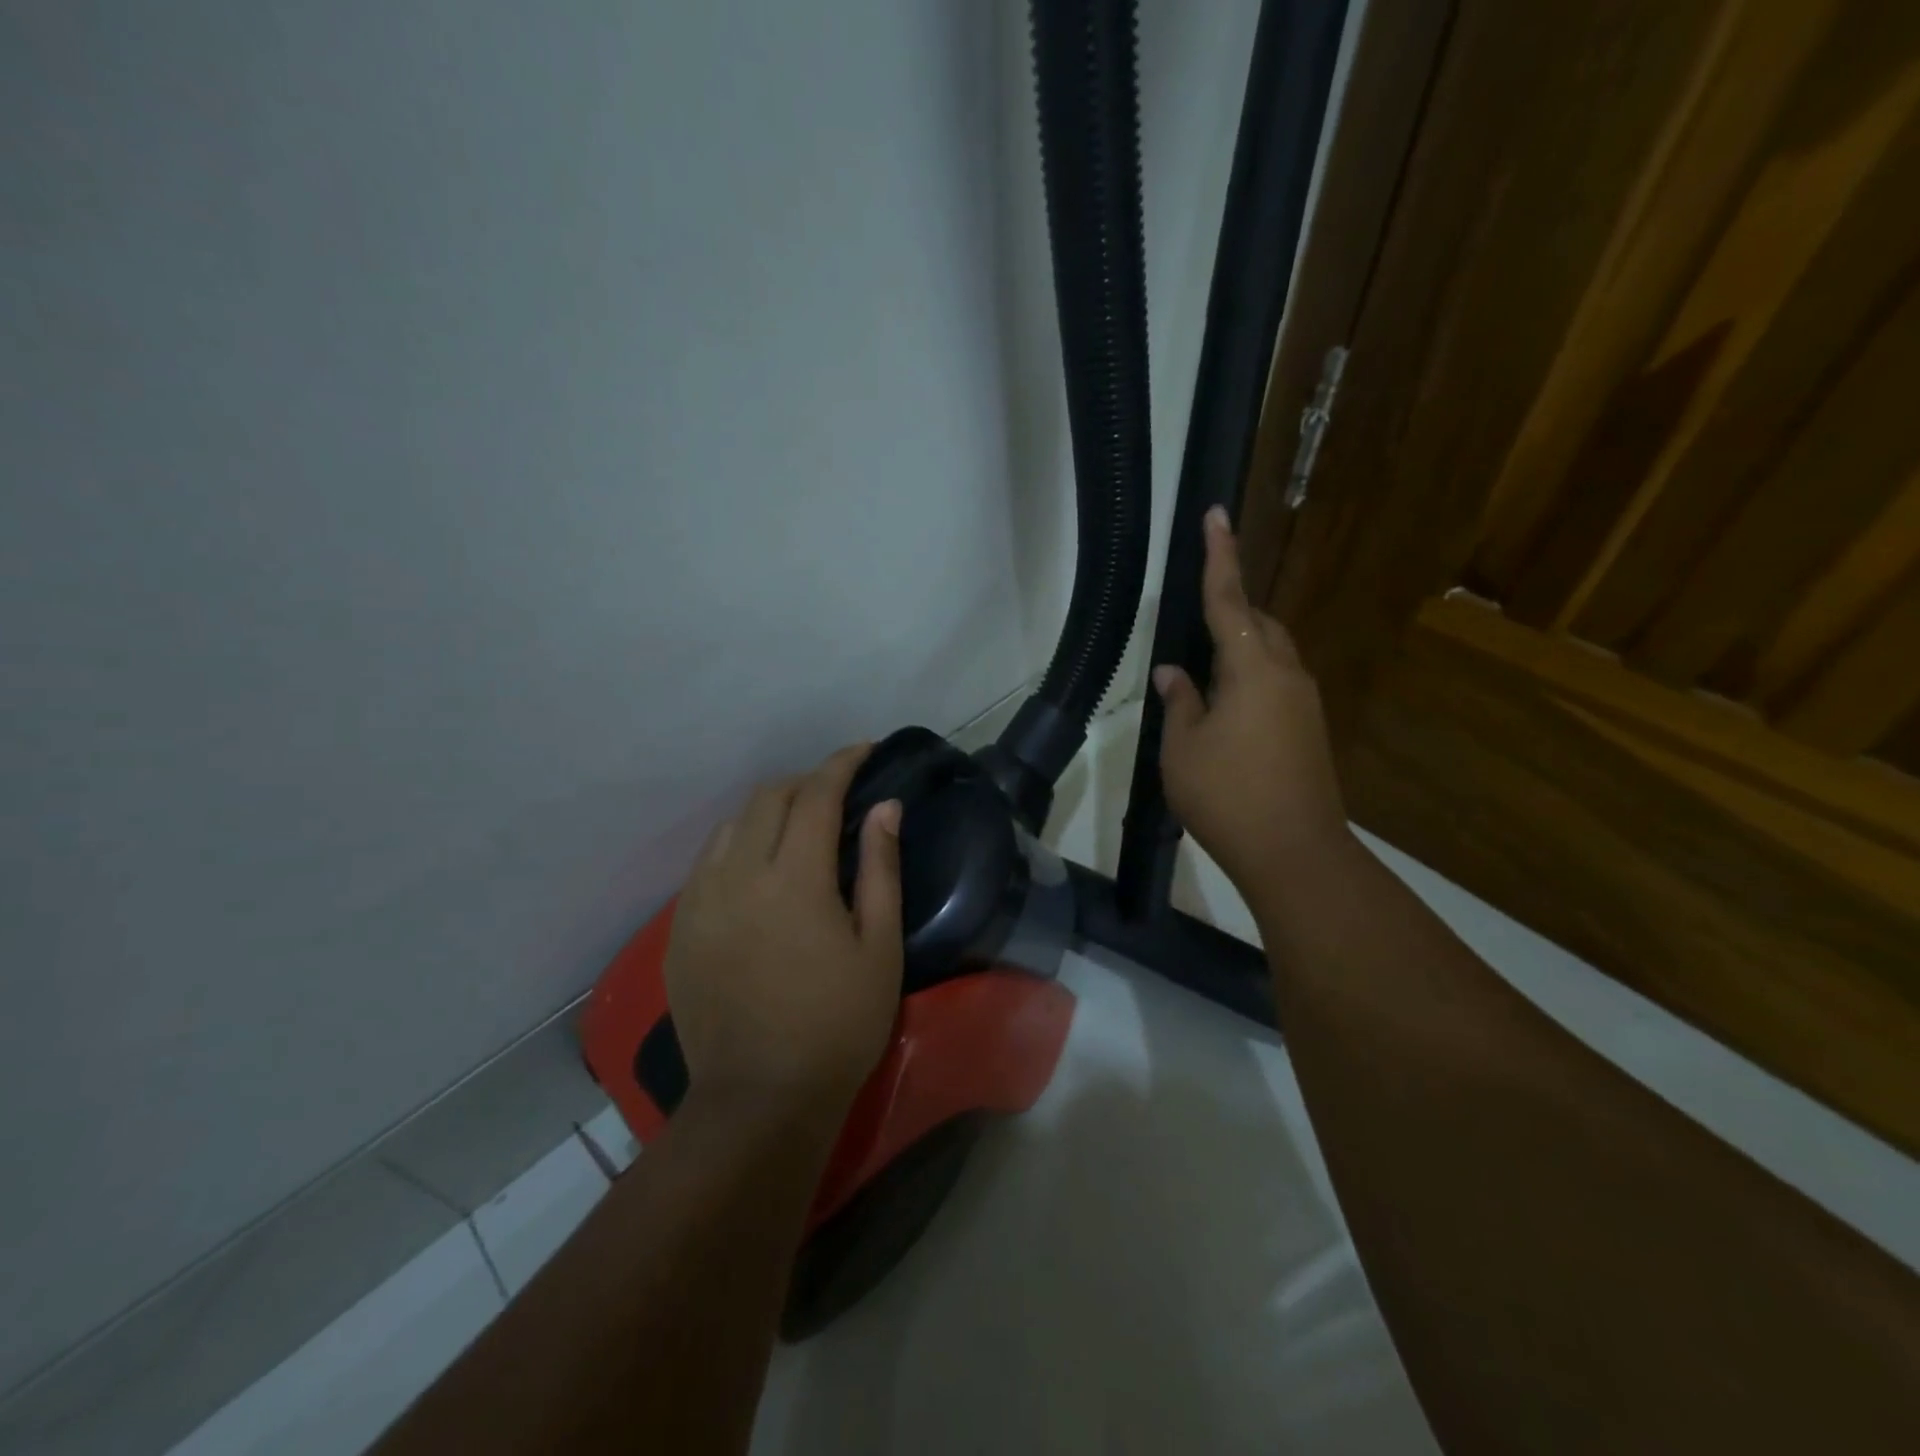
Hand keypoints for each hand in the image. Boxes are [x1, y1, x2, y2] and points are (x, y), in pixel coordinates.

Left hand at [665, 744, 903, 1115]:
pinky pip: (708, 862)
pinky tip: (759, 869)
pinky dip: (738, 845)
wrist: (759, 1099)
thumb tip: (885, 807)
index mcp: (793, 878)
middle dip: (805, 782)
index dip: (842, 763)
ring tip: (798, 827)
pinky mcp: (679, 928)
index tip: (864, 750)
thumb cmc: (838, 1025)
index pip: (816, 794)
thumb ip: (880, 867)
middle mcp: (738, 875)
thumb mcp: (879, 947)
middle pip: (768, 798)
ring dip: (768, 811)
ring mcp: (699, 901)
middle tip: (837, 793)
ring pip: (731, 825)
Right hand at [1152, 506, 1351, 890]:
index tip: (1215, 515)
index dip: (1219, 557)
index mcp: (1253, 669)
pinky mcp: (1309, 730)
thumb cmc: (1227, 795)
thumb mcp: (1182, 747)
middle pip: (1259, 624)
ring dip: (1240, 650)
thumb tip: (1174, 672)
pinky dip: (1250, 680)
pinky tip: (1224, 710)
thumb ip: (1179, 701)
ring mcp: (1304, 704)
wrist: (1295, 852)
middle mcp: (1287, 675)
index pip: (1229, 601)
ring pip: (1271, 655)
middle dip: (1230, 610)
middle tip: (1195, 619)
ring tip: (1202, 673)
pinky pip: (1276, 685)